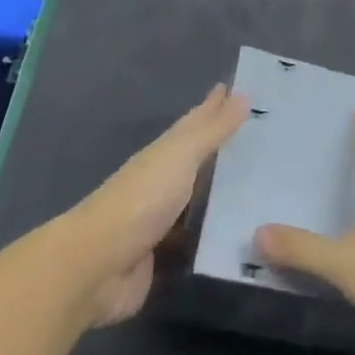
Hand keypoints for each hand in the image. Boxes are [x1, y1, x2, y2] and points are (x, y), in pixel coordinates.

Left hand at [64, 84, 246, 326]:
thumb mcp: (181, 156)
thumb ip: (213, 130)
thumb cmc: (142, 199)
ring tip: (254, 181)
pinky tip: (236, 229)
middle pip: (196, 156)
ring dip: (220, 188)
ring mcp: (162, 217)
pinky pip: (197, 234)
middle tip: (256, 132)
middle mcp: (163, 179)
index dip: (214, 106)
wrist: (98, 265)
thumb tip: (243, 94)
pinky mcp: (164, 253)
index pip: (195, 122)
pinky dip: (214, 229)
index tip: (240, 89)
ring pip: (198, 195)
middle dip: (221, 143)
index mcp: (164, 152)